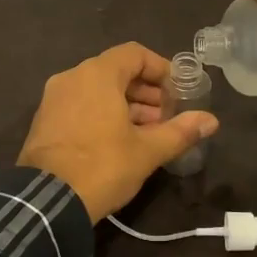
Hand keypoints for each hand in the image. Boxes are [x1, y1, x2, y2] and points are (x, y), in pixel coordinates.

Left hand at [17, 43, 219, 221]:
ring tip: (148, 131)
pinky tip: (118, 140)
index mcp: (97, 74)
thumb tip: (211, 120)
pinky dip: (102, 112)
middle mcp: (72, 77)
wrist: (46, 202)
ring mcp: (54, 98)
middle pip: (116, 70)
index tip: (177, 91)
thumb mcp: (147, 151)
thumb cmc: (102, 166)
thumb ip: (180, 131)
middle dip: (145, 91)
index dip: (160, 68)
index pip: (135, 53)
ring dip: (126, 104)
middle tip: (166, 116)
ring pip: (97, 89)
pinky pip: (80, 104)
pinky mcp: (44, 120)